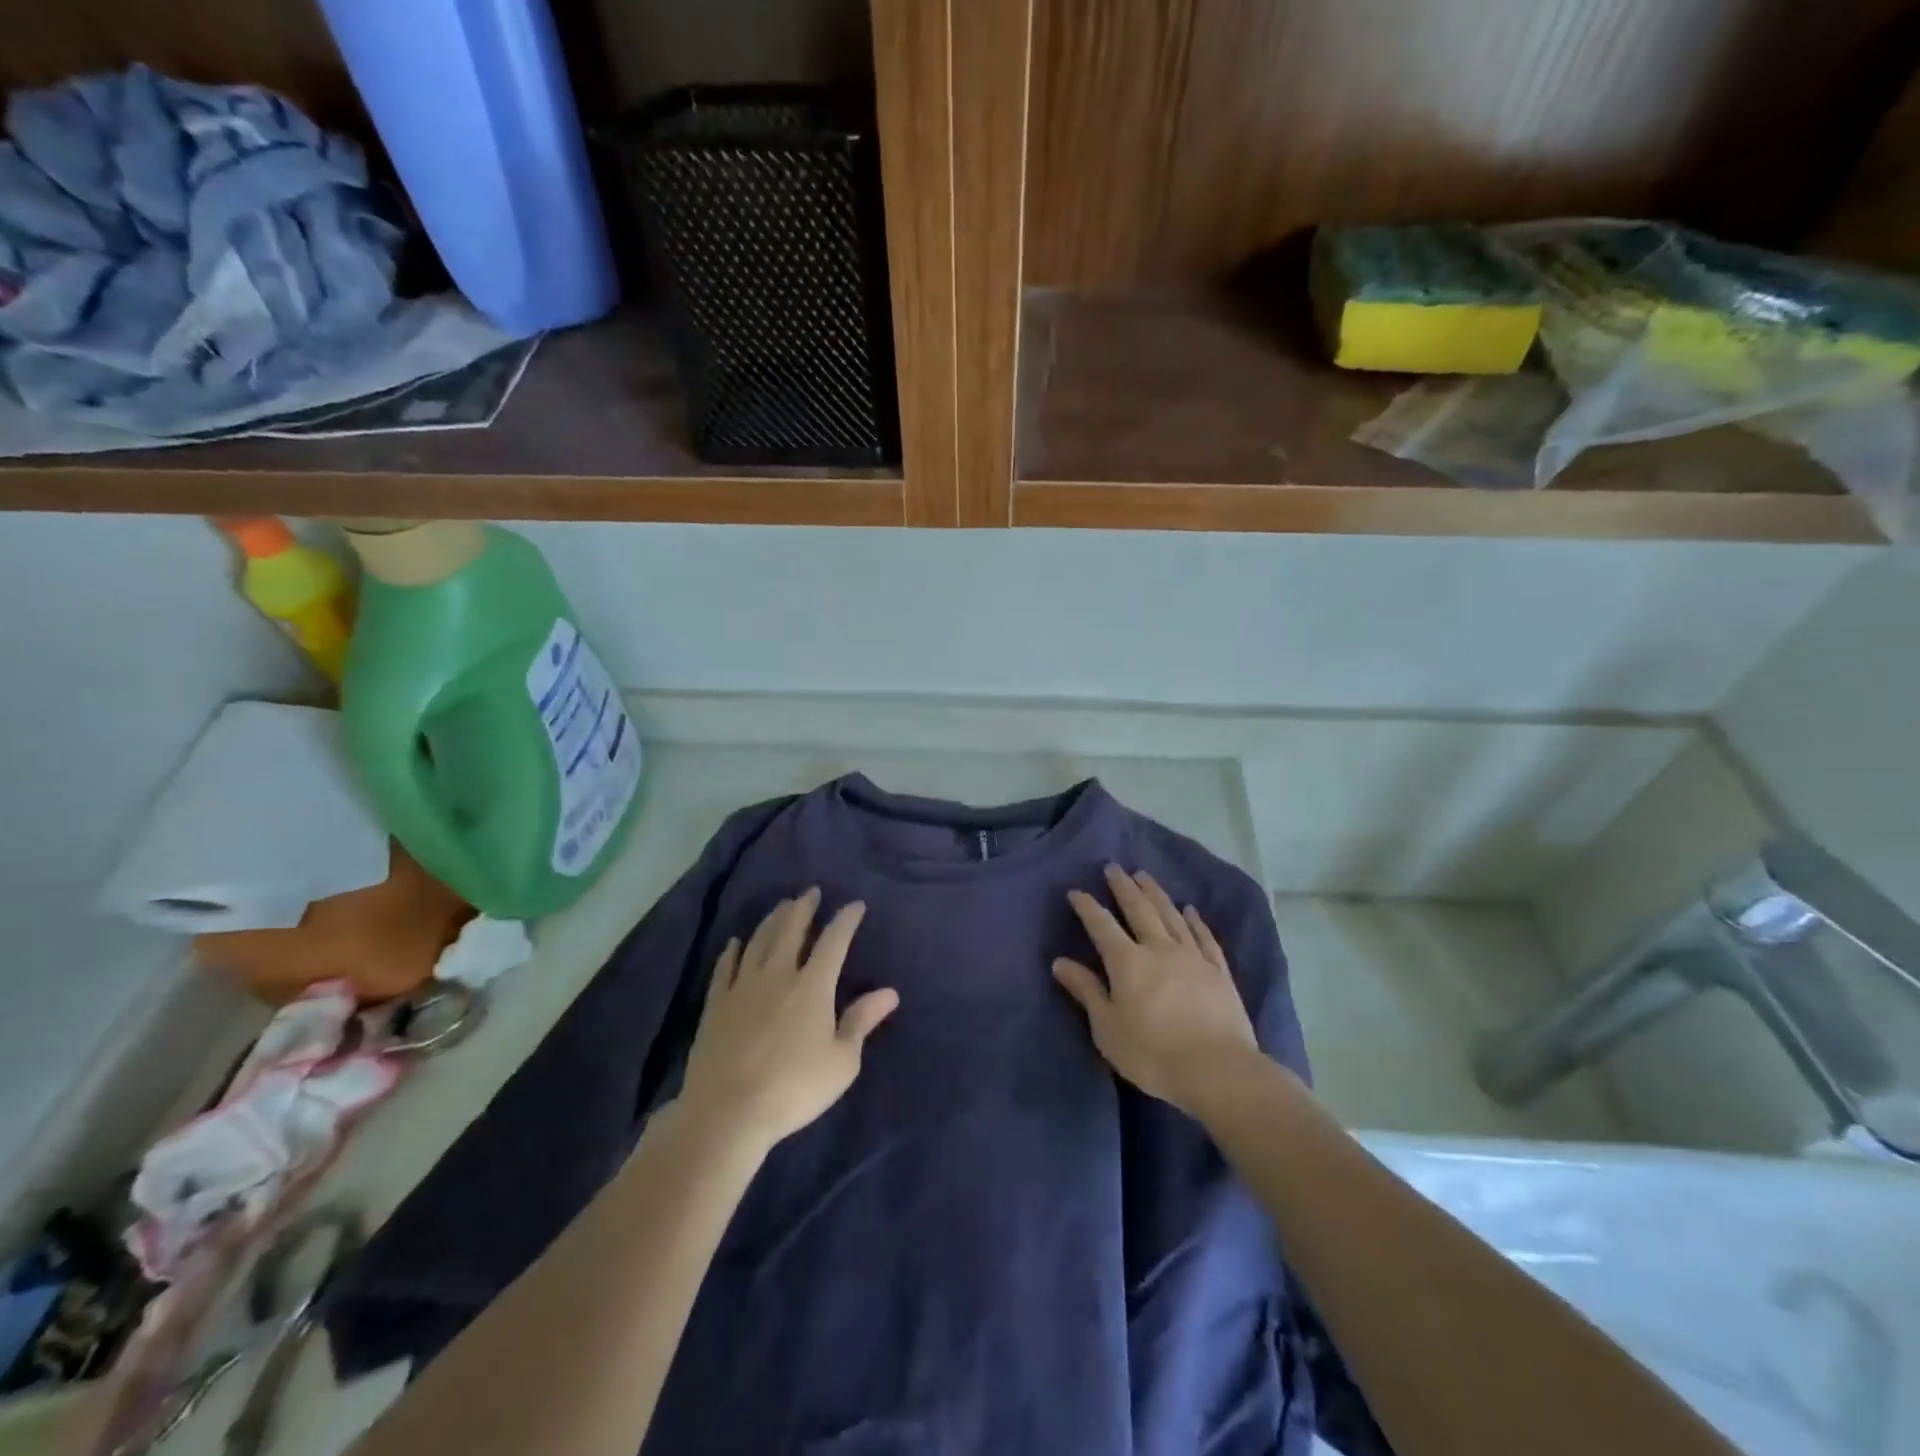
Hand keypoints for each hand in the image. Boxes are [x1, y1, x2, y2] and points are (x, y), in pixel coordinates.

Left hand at [678, 888, 898, 1154]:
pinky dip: (732, 951)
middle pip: (791, 931)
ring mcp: (743, 987)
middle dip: (803, 908)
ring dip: (772, 921)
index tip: (855, 905)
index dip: (846, 920)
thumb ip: (861, 1021)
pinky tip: (735, 943)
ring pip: (758, 942)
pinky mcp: (716, 1005)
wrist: (727, 1113)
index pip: (833, 942)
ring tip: (781, 907)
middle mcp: (777, 975)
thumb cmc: (794, 1088)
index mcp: (812, 986)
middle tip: (810, 892)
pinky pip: (725, 968)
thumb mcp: (841, 1061)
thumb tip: (890, 992)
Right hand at [1053, 865, 1257, 1115]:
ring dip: (1156, 893)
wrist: (1218, 1070)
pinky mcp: (1219, 972)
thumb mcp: (1108, 1028)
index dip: (1087, 907)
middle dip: (1123, 887)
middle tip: (1114, 867)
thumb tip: (1060, 962)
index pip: (1101, 926)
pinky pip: (1204, 937)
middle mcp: (1159, 948)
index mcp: (1127, 962)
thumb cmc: (1153, 1054)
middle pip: (1139, 909)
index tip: (1076, 891)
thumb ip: (1086, 991)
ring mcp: (1192, 957)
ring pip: (1171, 915)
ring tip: (1145, 876)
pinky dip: (1195, 921)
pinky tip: (1190, 910)